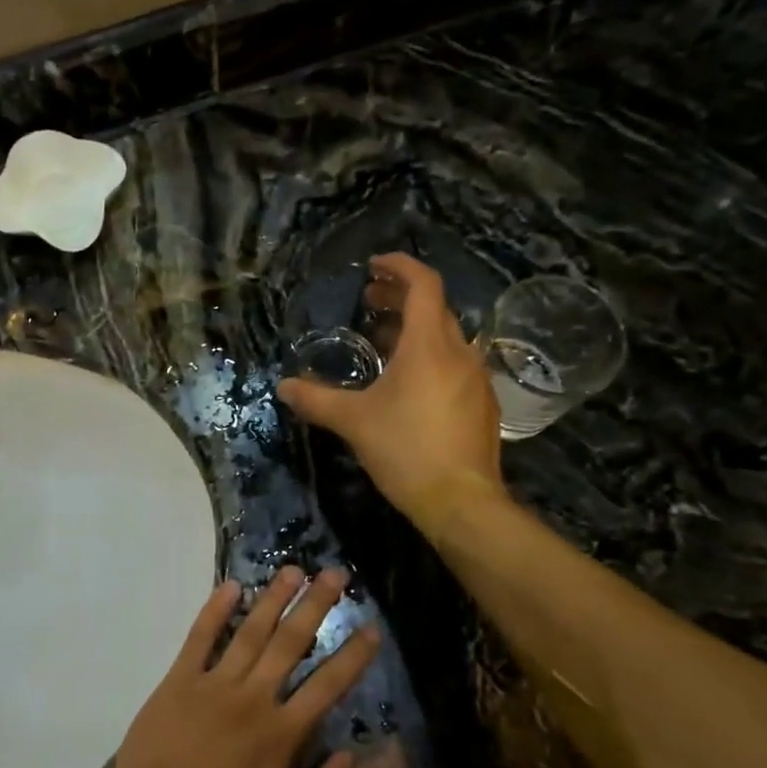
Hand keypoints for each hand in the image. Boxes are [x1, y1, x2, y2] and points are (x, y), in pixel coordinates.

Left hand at [108, 567, 378, 767]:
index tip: (371, 627)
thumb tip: (350, 755)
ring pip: (250, 632)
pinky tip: (231, 586)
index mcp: (281, 733)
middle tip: (335, 574)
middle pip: (290, 643)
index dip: (352, 655)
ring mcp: (213, 684)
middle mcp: (252, 697)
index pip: (327, 685)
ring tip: (293, 570)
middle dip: (316, 606)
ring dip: (273, 599)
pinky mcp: (178, 681)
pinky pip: (199, 638)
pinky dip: (215, 610)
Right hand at [277, 253, 504, 536]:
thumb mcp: (353, 422)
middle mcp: (459, 352)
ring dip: (415, 331)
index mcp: (428, 345)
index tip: (374, 266)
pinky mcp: (483, 404)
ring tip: (384, 343)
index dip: (399, 267)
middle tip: (369, 304)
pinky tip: (411, 384)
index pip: (423, 285)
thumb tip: (283, 387)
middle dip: (400, 300)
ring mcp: (476, 378)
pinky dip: (431, 358)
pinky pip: (456, 365)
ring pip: (446, 339)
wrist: (461, 501)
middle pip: (434, 309)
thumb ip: (316, 400)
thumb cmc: (405, 450)